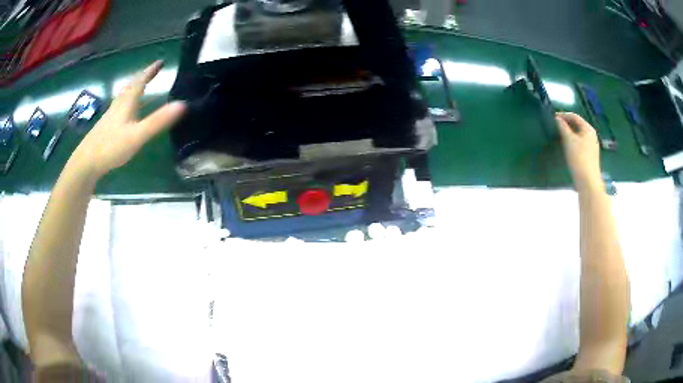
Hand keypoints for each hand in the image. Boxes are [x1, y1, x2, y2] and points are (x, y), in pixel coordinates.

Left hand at [69, 61, 185, 178]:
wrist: (86, 161)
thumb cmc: (111, 146)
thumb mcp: (137, 135)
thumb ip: (158, 121)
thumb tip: (183, 104)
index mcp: (127, 102)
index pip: (141, 81)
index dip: (150, 70)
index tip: (161, 61)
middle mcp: (119, 104)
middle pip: (131, 85)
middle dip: (143, 77)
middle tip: (153, 71)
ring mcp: (111, 115)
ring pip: (124, 95)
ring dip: (134, 88)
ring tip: (141, 86)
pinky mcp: (106, 125)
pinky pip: (119, 106)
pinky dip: (127, 101)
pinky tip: (126, 111)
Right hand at [556, 112, 601, 189]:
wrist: (588, 181)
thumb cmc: (579, 158)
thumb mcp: (569, 140)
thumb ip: (563, 127)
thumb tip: (557, 118)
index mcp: (588, 128)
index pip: (574, 116)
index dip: (564, 115)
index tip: (553, 117)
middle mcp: (591, 135)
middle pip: (578, 125)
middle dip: (567, 124)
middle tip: (556, 126)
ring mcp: (592, 146)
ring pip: (579, 135)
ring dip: (570, 133)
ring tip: (560, 135)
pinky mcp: (590, 156)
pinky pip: (581, 143)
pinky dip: (573, 141)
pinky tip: (568, 147)